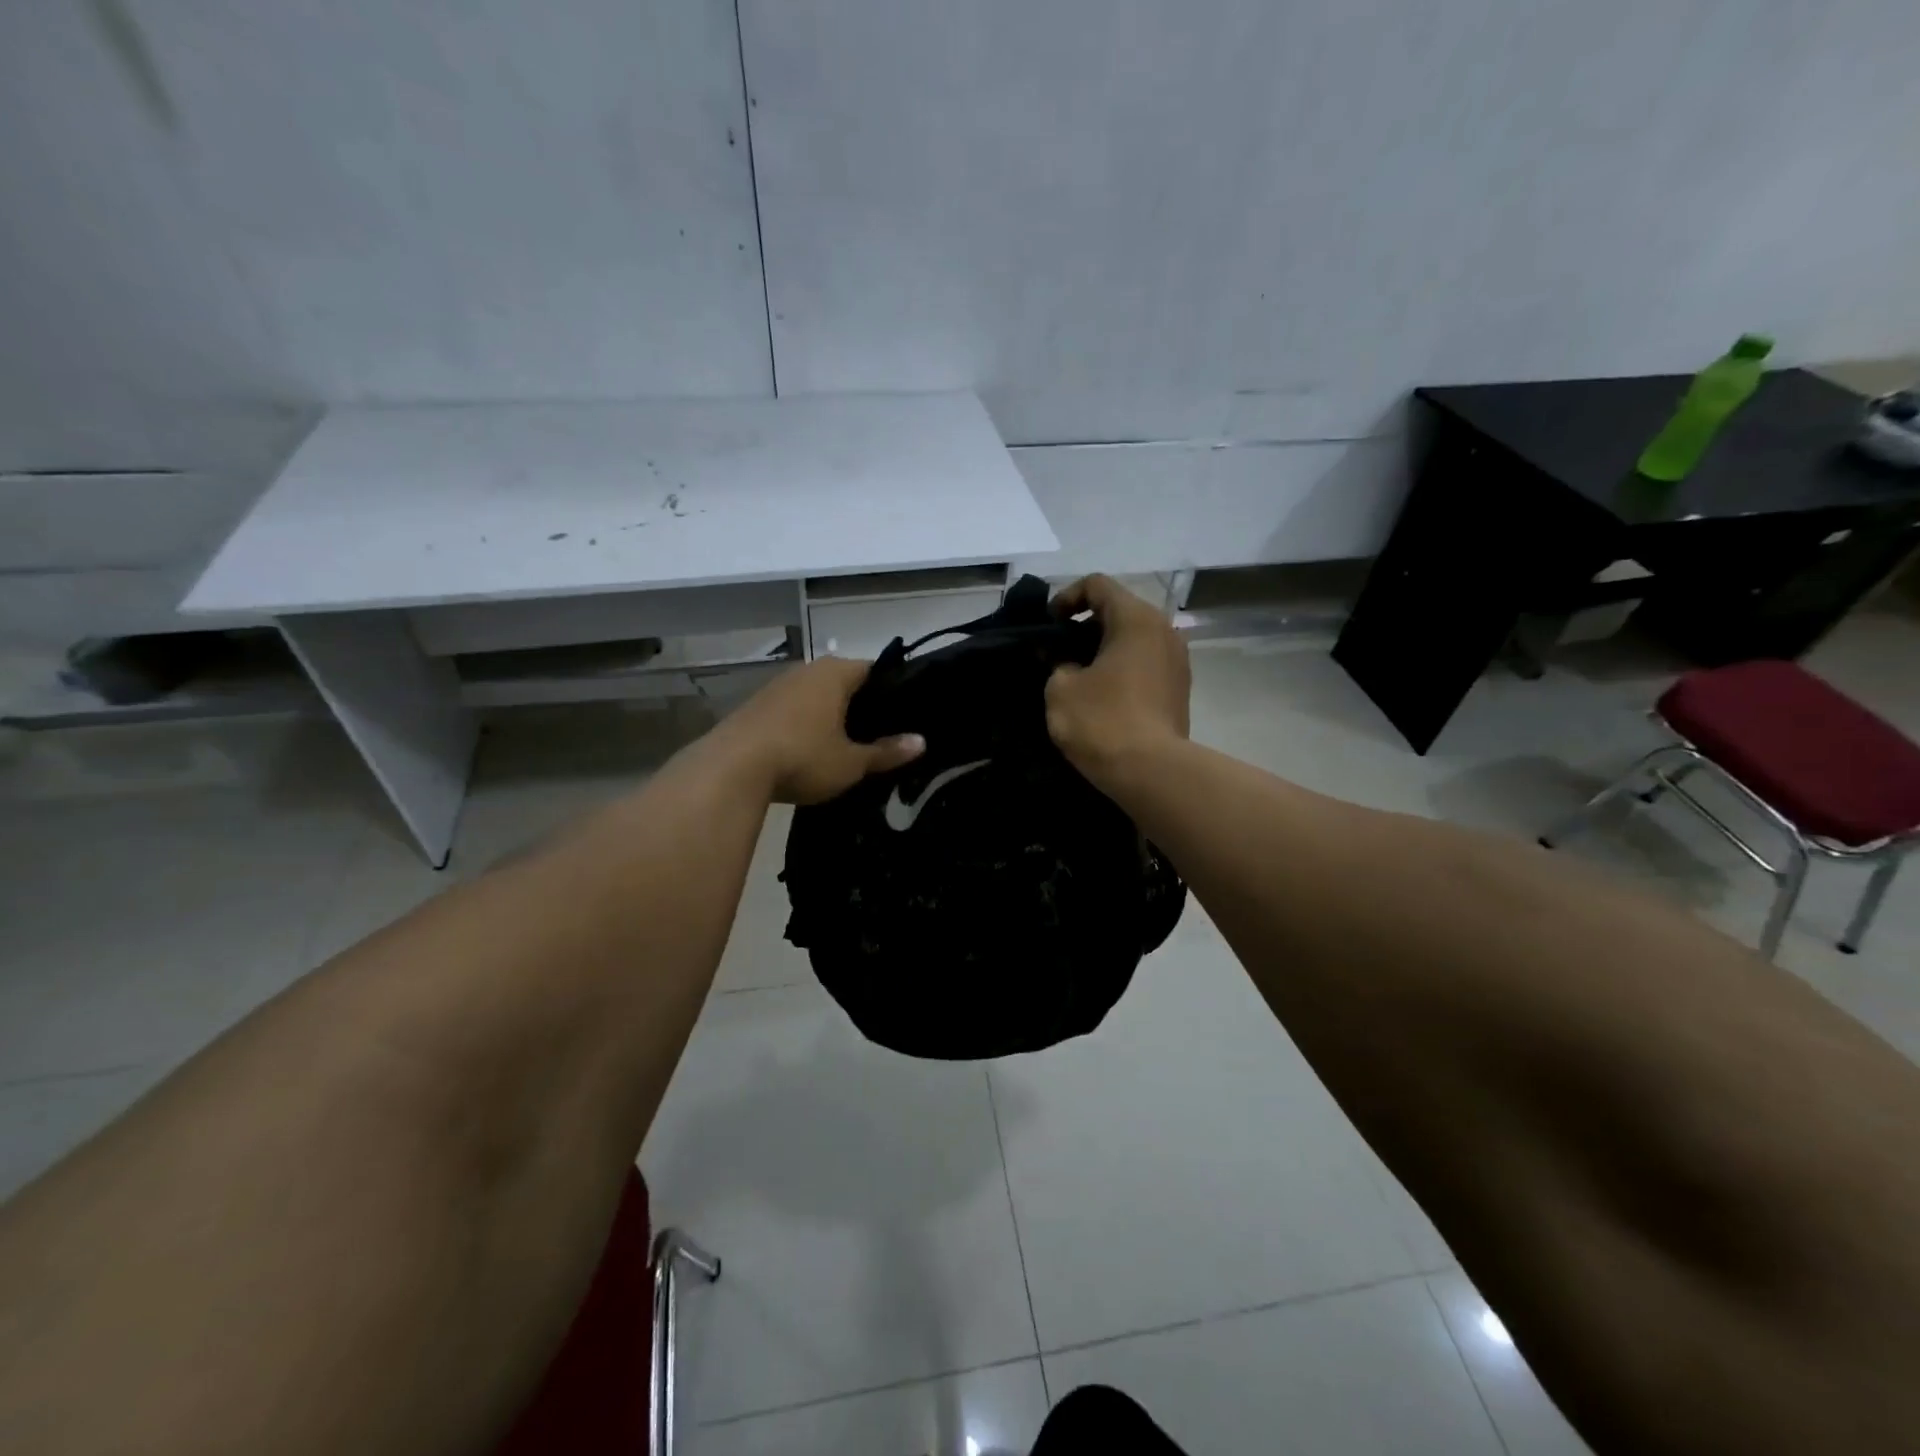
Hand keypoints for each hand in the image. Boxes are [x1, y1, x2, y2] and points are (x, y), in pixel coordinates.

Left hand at [720, 656, 924, 804]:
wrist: (731, 769)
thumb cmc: (803, 757)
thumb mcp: (851, 762)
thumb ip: (887, 752)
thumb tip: (922, 742)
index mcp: (835, 673)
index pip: (873, 669)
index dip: (890, 690)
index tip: (903, 714)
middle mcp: (806, 670)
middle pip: (843, 681)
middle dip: (859, 704)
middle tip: (879, 732)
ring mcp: (777, 686)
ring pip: (815, 695)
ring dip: (829, 714)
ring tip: (846, 742)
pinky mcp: (755, 706)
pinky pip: (792, 709)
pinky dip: (804, 723)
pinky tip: (808, 748)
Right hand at [1045, 575, 1190, 783]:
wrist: (1152, 772)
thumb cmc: (1102, 721)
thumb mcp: (1060, 688)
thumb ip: (1056, 662)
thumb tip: (1063, 659)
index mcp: (1136, 618)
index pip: (1097, 585)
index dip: (1066, 598)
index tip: (1049, 627)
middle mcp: (1164, 630)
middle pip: (1119, 610)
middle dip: (1084, 626)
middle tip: (1057, 651)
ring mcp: (1177, 660)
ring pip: (1134, 639)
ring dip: (1104, 649)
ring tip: (1077, 675)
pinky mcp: (1180, 688)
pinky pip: (1145, 663)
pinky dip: (1121, 668)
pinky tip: (1102, 695)